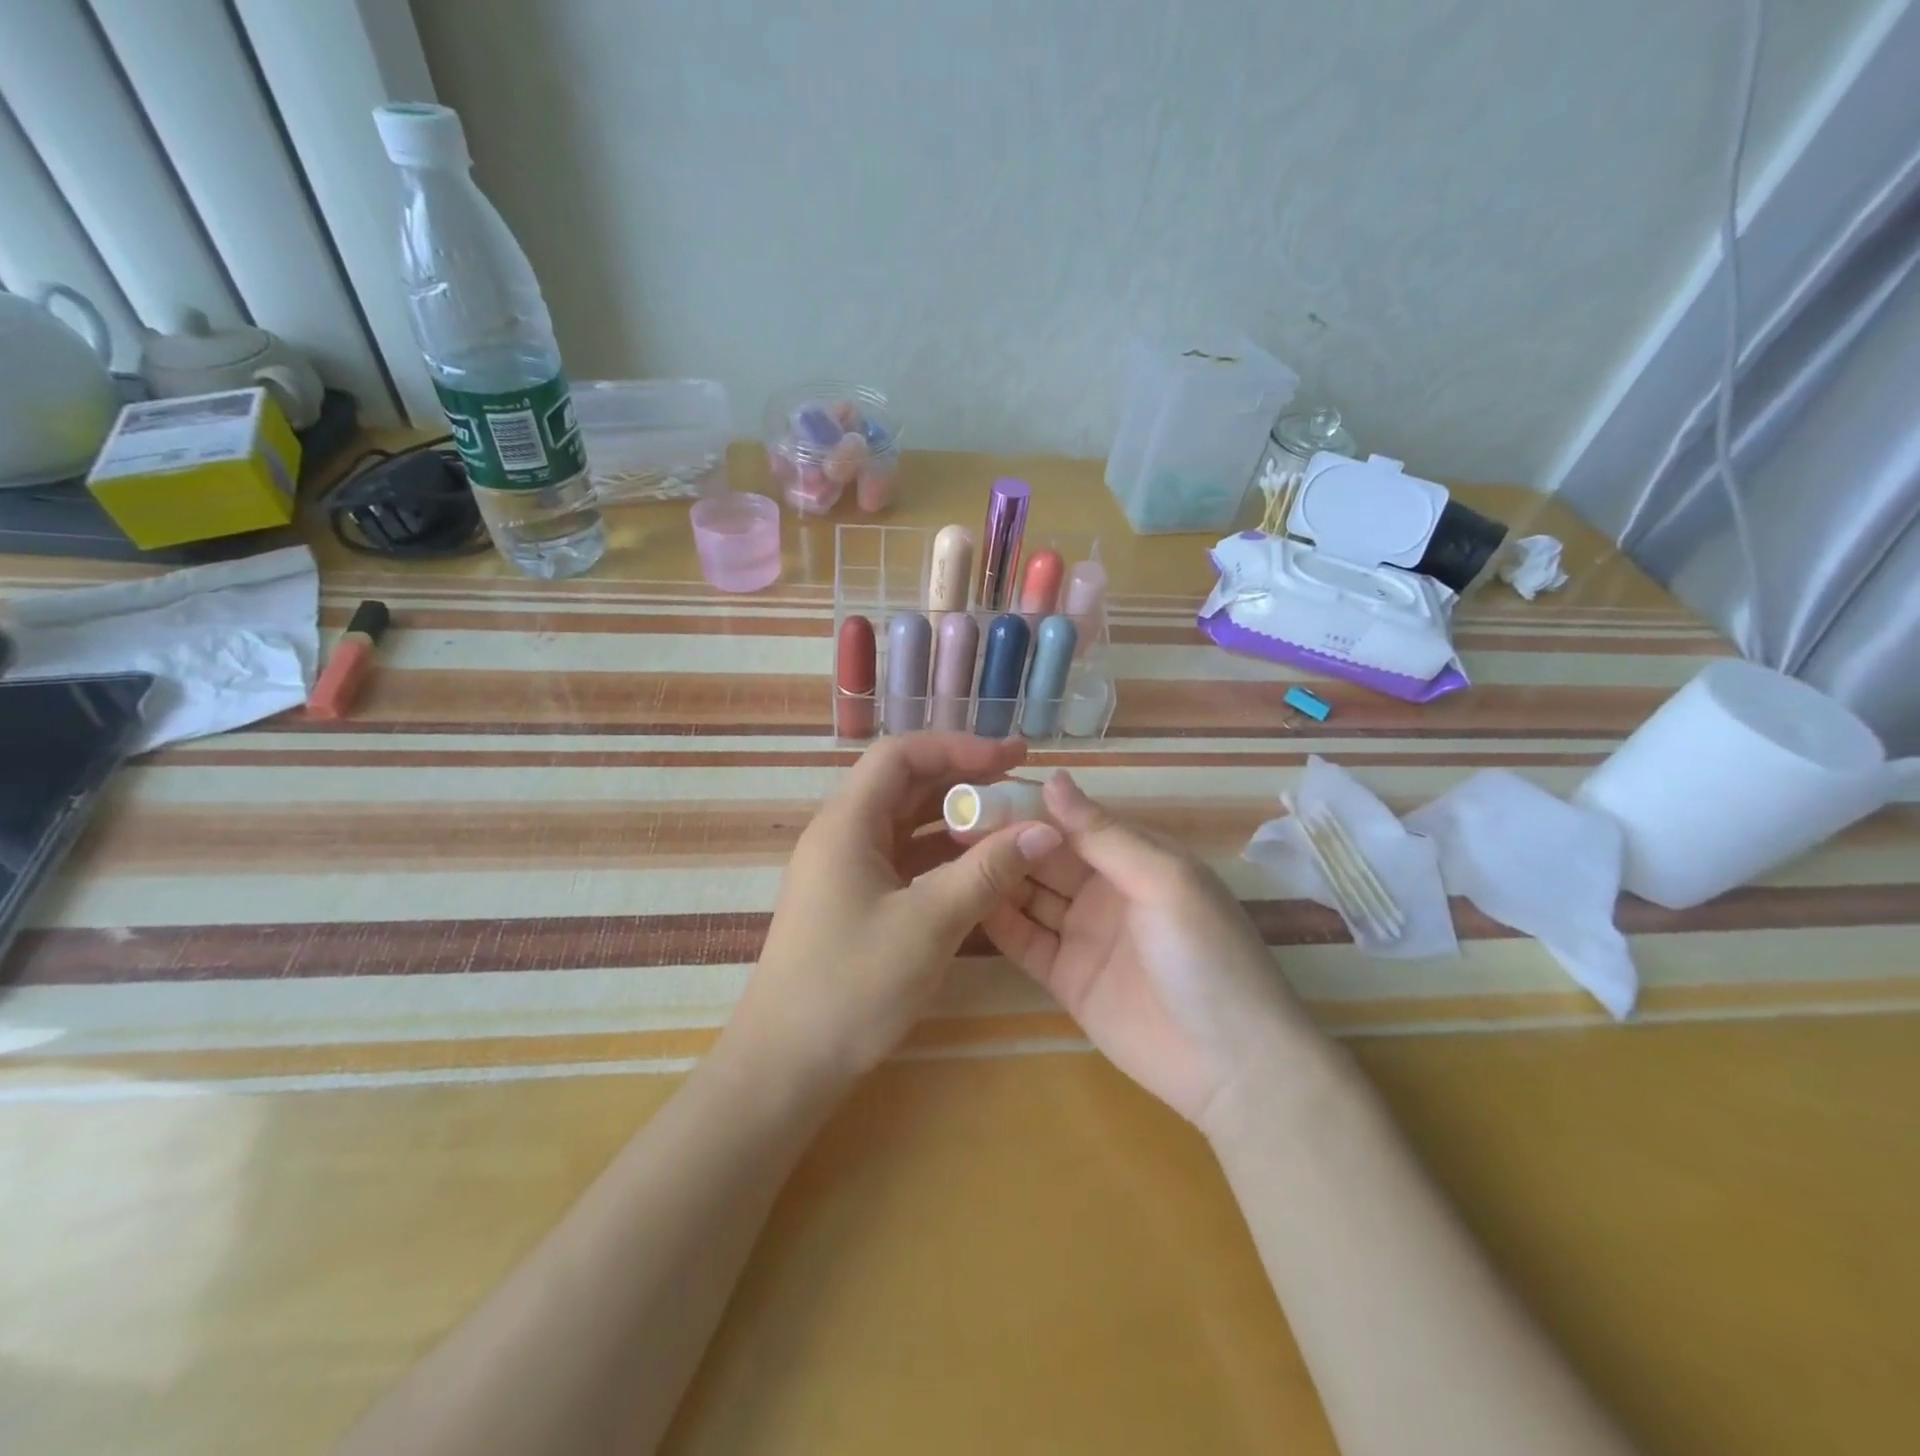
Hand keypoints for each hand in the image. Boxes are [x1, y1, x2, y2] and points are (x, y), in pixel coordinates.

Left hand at [730, 733, 1063, 1082]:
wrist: (786, 1065)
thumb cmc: (852, 986)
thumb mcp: (929, 924)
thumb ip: (987, 871)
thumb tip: (1046, 830)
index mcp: (847, 823)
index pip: (901, 755)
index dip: (957, 748)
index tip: (1010, 758)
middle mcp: (842, 835)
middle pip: (905, 785)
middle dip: (963, 779)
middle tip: (1021, 782)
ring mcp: (846, 869)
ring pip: (906, 823)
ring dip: (955, 818)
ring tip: (1009, 821)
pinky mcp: (854, 900)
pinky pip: (903, 860)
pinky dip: (941, 855)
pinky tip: (978, 866)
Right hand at [980, 771, 1315, 1126]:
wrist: (1232, 1065)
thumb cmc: (1206, 956)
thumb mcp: (1164, 881)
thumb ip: (1103, 835)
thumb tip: (1053, 779)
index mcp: (1135, 859)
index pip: (1073, 822)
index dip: (1030, 806)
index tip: (979, 790)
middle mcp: (1106, 890)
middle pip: (1045, 857)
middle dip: (1004, 838)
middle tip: (947, 821)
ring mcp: (1084, 935)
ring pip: (1029, 895)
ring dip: (995, 875)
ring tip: (944, 855)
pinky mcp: (1066, 978)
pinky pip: (1025, 941)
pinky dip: (997, 921)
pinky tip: (962, 901)